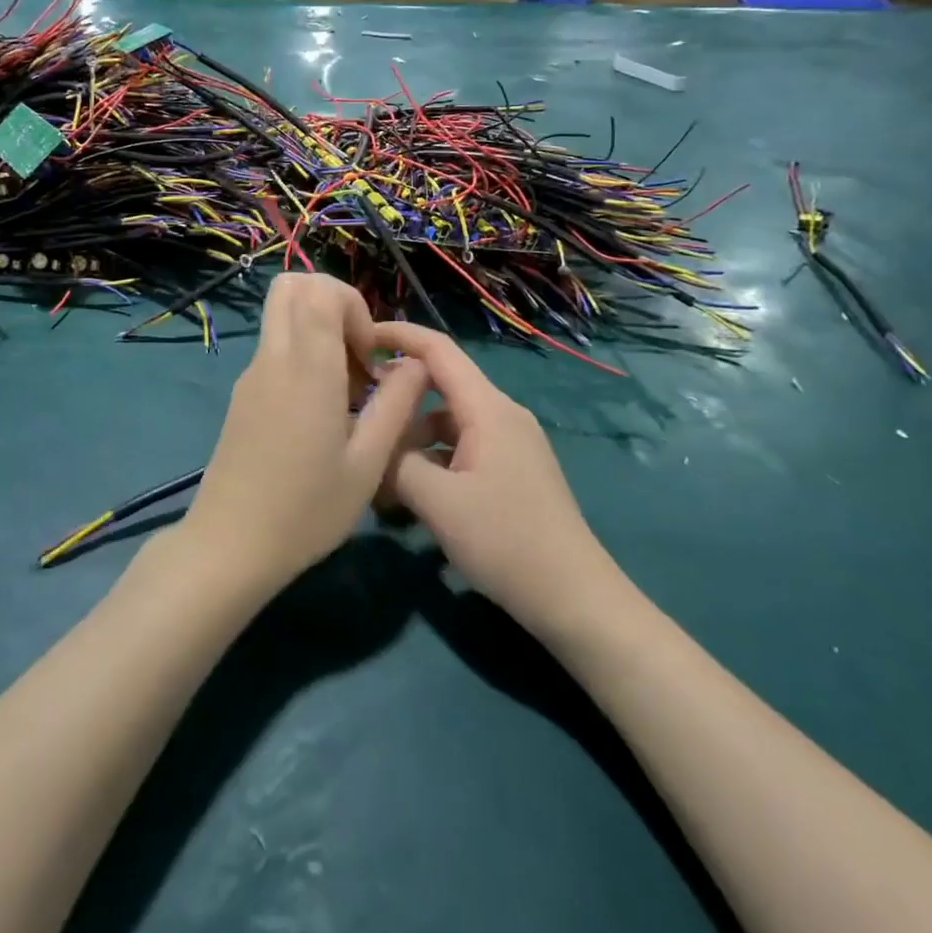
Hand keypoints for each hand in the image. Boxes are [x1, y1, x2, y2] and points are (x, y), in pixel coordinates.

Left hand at [178, 274, 428, 596]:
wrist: (229, 546)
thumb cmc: (306, 510)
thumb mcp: (367, 464)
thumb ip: (396, 405)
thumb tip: (416, 364)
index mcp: (306, 368)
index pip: (319, 290)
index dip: (352, 306)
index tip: (368, 355)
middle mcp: (273, 358)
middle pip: (292, 286)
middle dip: (333, 304)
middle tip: (356, 356)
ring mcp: (251, 374)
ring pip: (281, 316)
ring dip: (317, 331)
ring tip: (345, 389)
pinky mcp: (242, 394)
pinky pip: (274, 347)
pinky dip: (301, 354)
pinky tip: (320, 411)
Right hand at [373, 322, 626, 638]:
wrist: (574, 597)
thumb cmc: (505, 540)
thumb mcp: (438, 502)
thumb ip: (396, 462)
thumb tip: (373, 443)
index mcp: (488, 408)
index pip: (438, 350)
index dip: (398, 335)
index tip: (358, 336)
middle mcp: (502, 414)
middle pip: (440, 385)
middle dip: (398, 395)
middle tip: (357, 414)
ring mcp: (510, 443)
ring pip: (448, 421)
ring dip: (412, 436)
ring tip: (379, 470)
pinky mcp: (512, 470)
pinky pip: (462, 447)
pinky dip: (432, 458)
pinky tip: (411, 494)